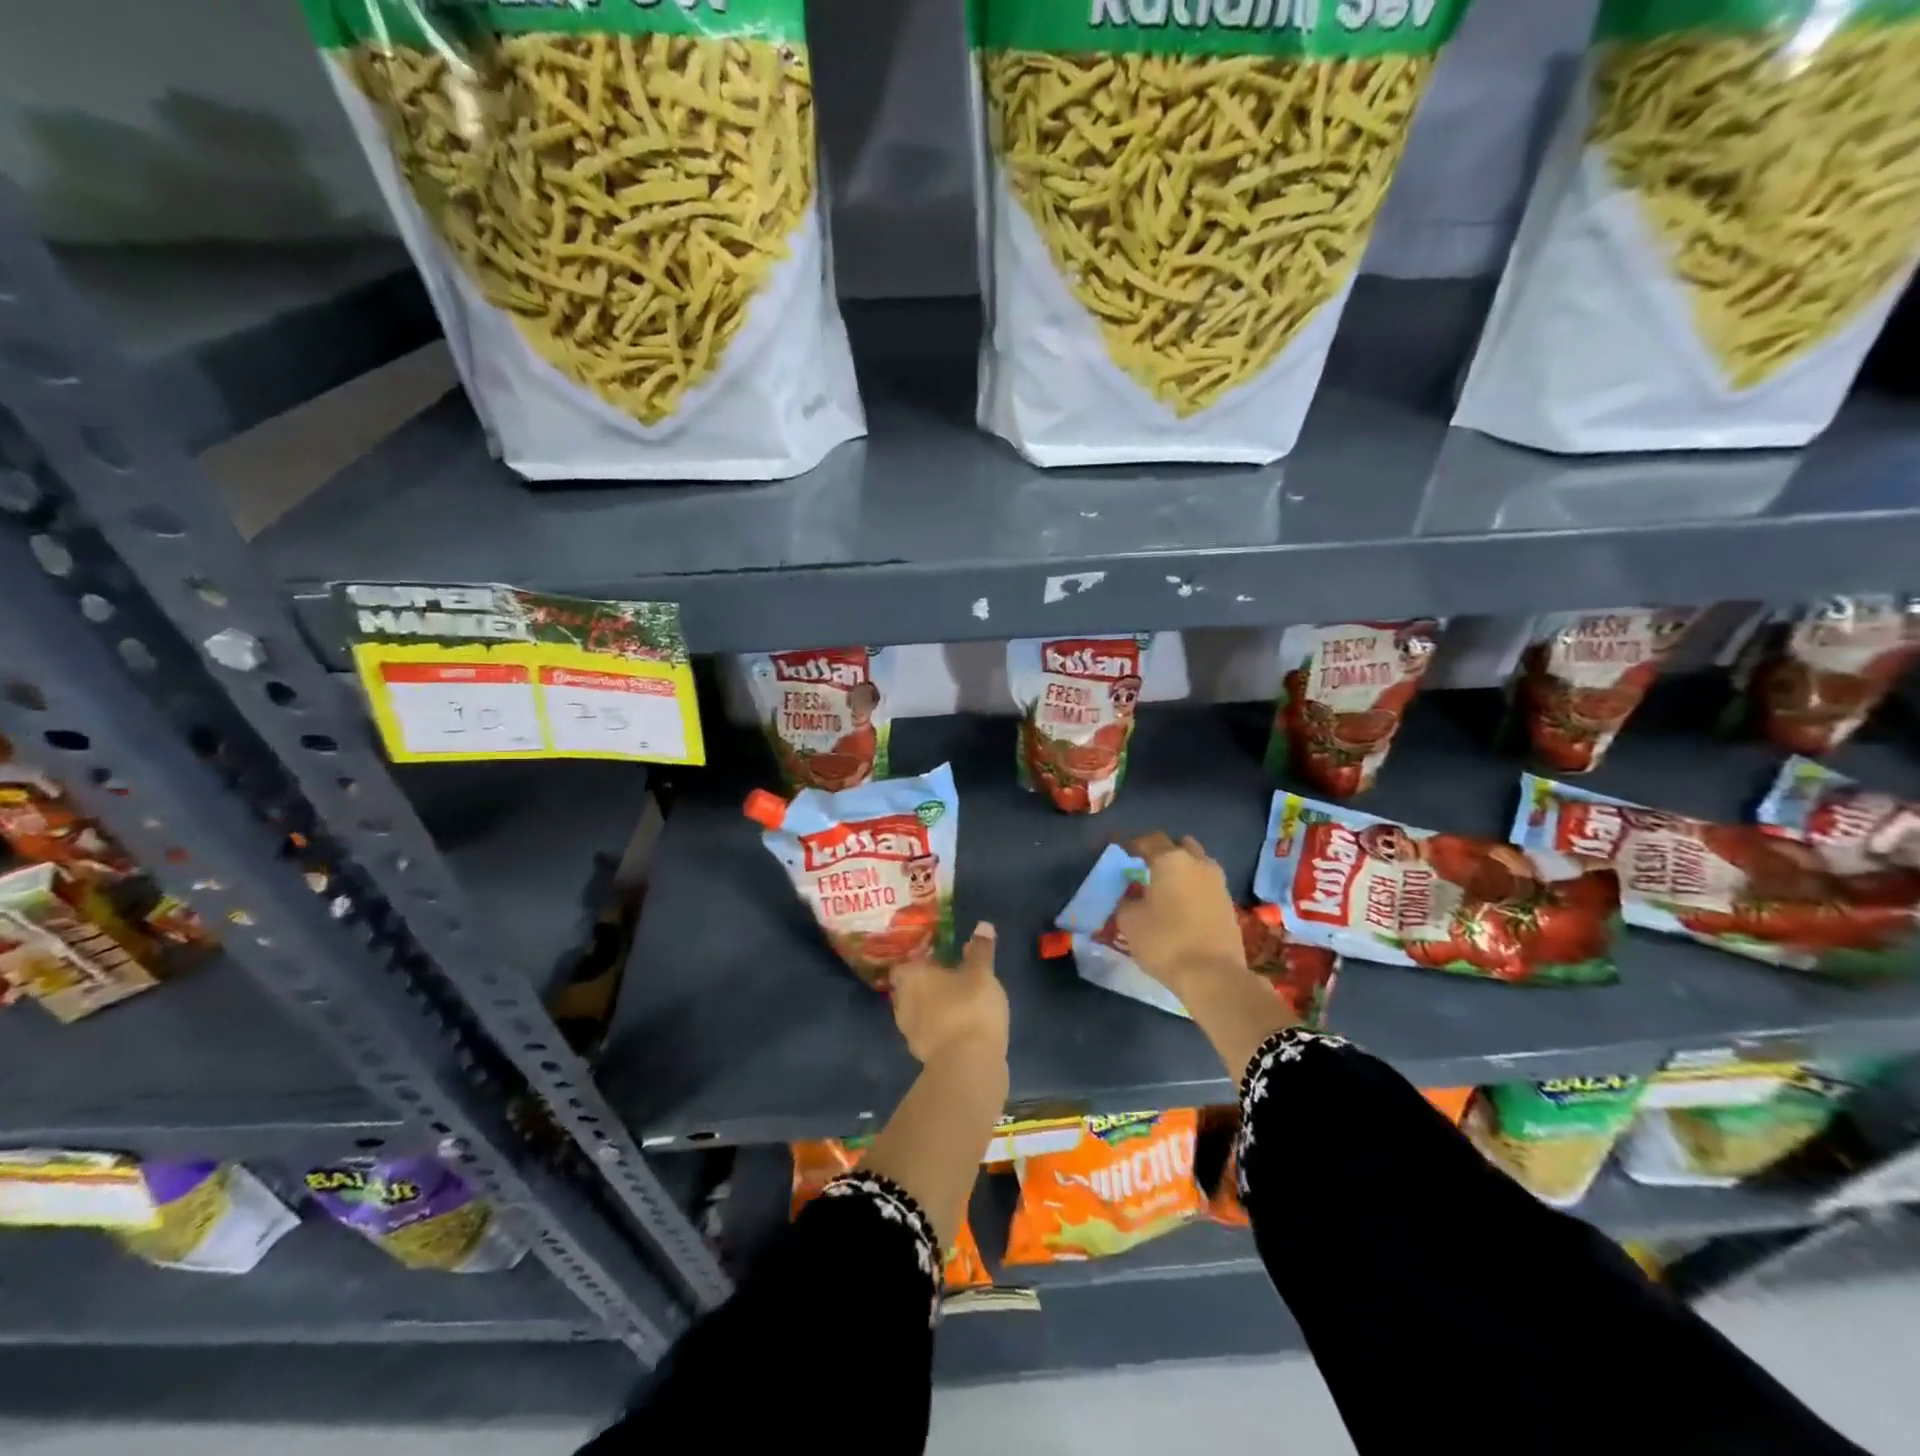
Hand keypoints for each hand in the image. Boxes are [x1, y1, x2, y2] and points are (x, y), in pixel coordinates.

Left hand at [890, 923, 1008, 1066]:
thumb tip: (982, 925)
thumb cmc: (970, 1008)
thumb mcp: (981, 973)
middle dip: (927, 983)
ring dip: (934, 1006)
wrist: (968, 1065)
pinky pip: (930, 1032)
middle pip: (910, 987)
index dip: (920, 959)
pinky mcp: (923, 1055)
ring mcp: (910, 1031)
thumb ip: (981, 950)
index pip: (905, 963)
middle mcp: (903, 1002)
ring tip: (959, 1000)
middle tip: (951, 975)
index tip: (938, 957)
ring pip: (919, 1011)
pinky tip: (961, 1024)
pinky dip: (941, 1027)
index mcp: (911, 977)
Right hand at [1114, 833, 1248, 998]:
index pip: (1148, 840)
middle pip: (1179, 845)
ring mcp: (1218, 883)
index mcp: (1171, 860)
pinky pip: (1206, 885)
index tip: (1121, 851)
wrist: (1213, 975)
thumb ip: (1126, 901)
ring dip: (1182, 869)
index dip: (1132, 844)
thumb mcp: (1129, 921)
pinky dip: (1193, 888)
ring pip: (1197, 864)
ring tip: (1165, 887)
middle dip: (1163, 851)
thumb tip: (1131, 896)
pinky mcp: (1229, 904)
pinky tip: (1182, 906)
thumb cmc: (1165, 941)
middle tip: (1146, 867)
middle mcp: (1198, 863)